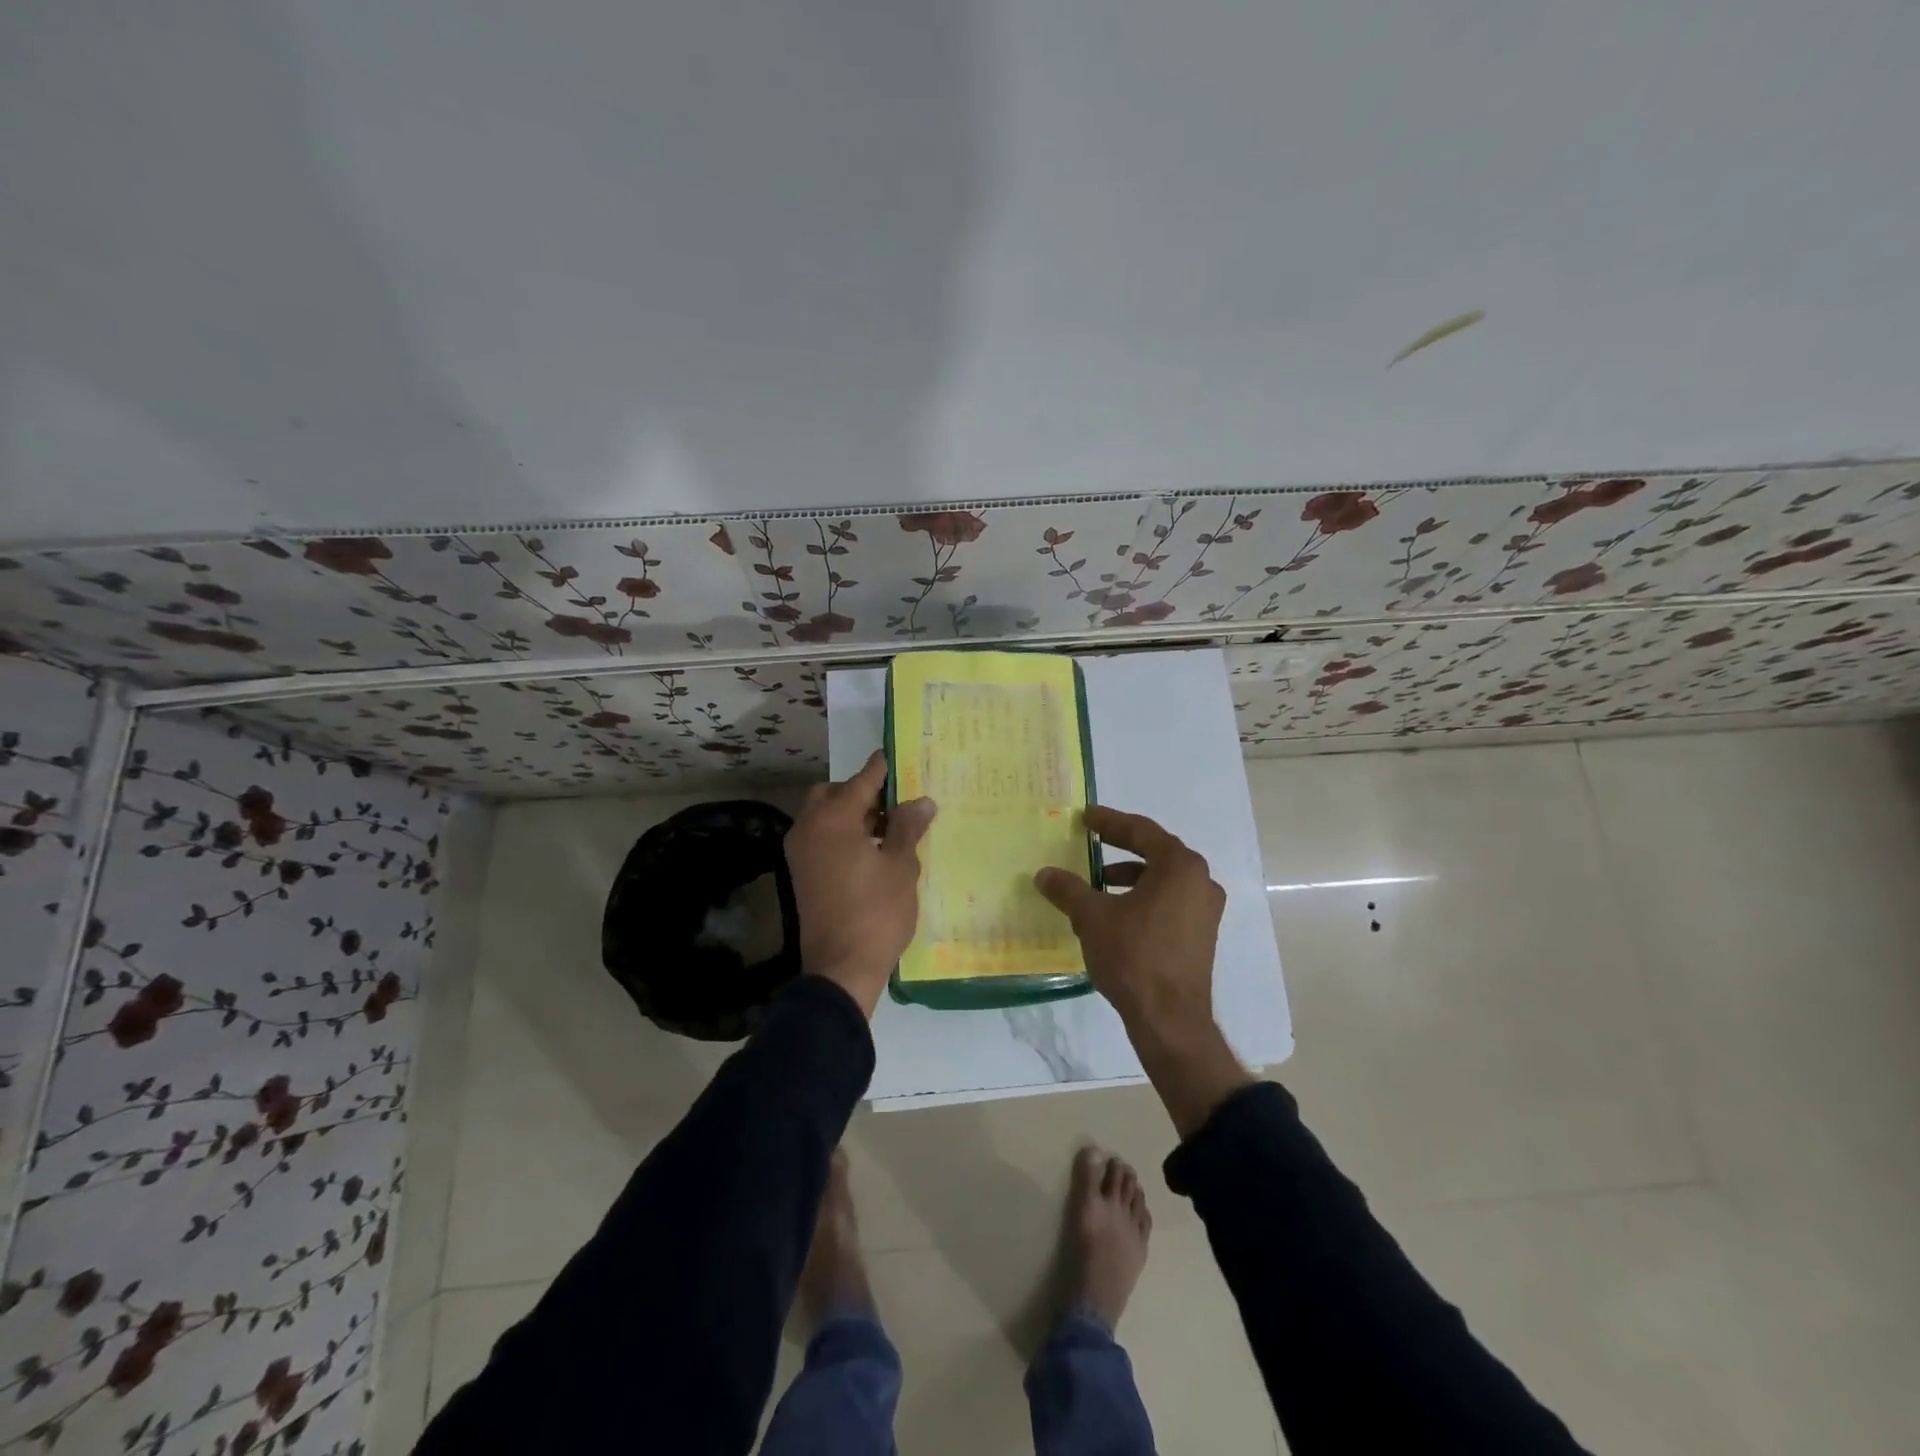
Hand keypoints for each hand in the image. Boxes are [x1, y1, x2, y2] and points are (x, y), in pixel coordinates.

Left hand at [785, 750, 935, 1016]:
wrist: (840, 968)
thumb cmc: (876, 912)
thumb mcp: (900, 866)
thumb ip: (907, 827)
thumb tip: (921, 801)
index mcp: (832, 820)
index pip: (860, 781)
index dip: (880, 769)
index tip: (893, 755)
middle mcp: (809, 829)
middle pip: (833, 795)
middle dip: (860, 793)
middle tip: (892, 803)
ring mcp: (800, 853)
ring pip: (823, 817)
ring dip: (850, 814)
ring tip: (887, 829)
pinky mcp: (801, 874)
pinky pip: (820, 838)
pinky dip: (840, 834)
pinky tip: (869, 851)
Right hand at [1036, 806, 1250, 1138]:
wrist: (1170, 1019)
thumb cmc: (1133, 956)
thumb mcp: (1092, 917)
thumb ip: (1068, 889)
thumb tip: (1044, 874)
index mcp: (1180, 866)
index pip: (1141, 831)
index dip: (1110, 822)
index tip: (1087, 817)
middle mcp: (1200, 881)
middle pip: (1155, 852)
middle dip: (1121, 847)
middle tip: (1092, 841)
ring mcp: (1205, 910)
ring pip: (1163, 879)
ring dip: (1130, 876)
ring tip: (1097, 884)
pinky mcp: (1201, 935)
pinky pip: (1169, 901)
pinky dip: (1143, 898)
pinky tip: (1116, 913)